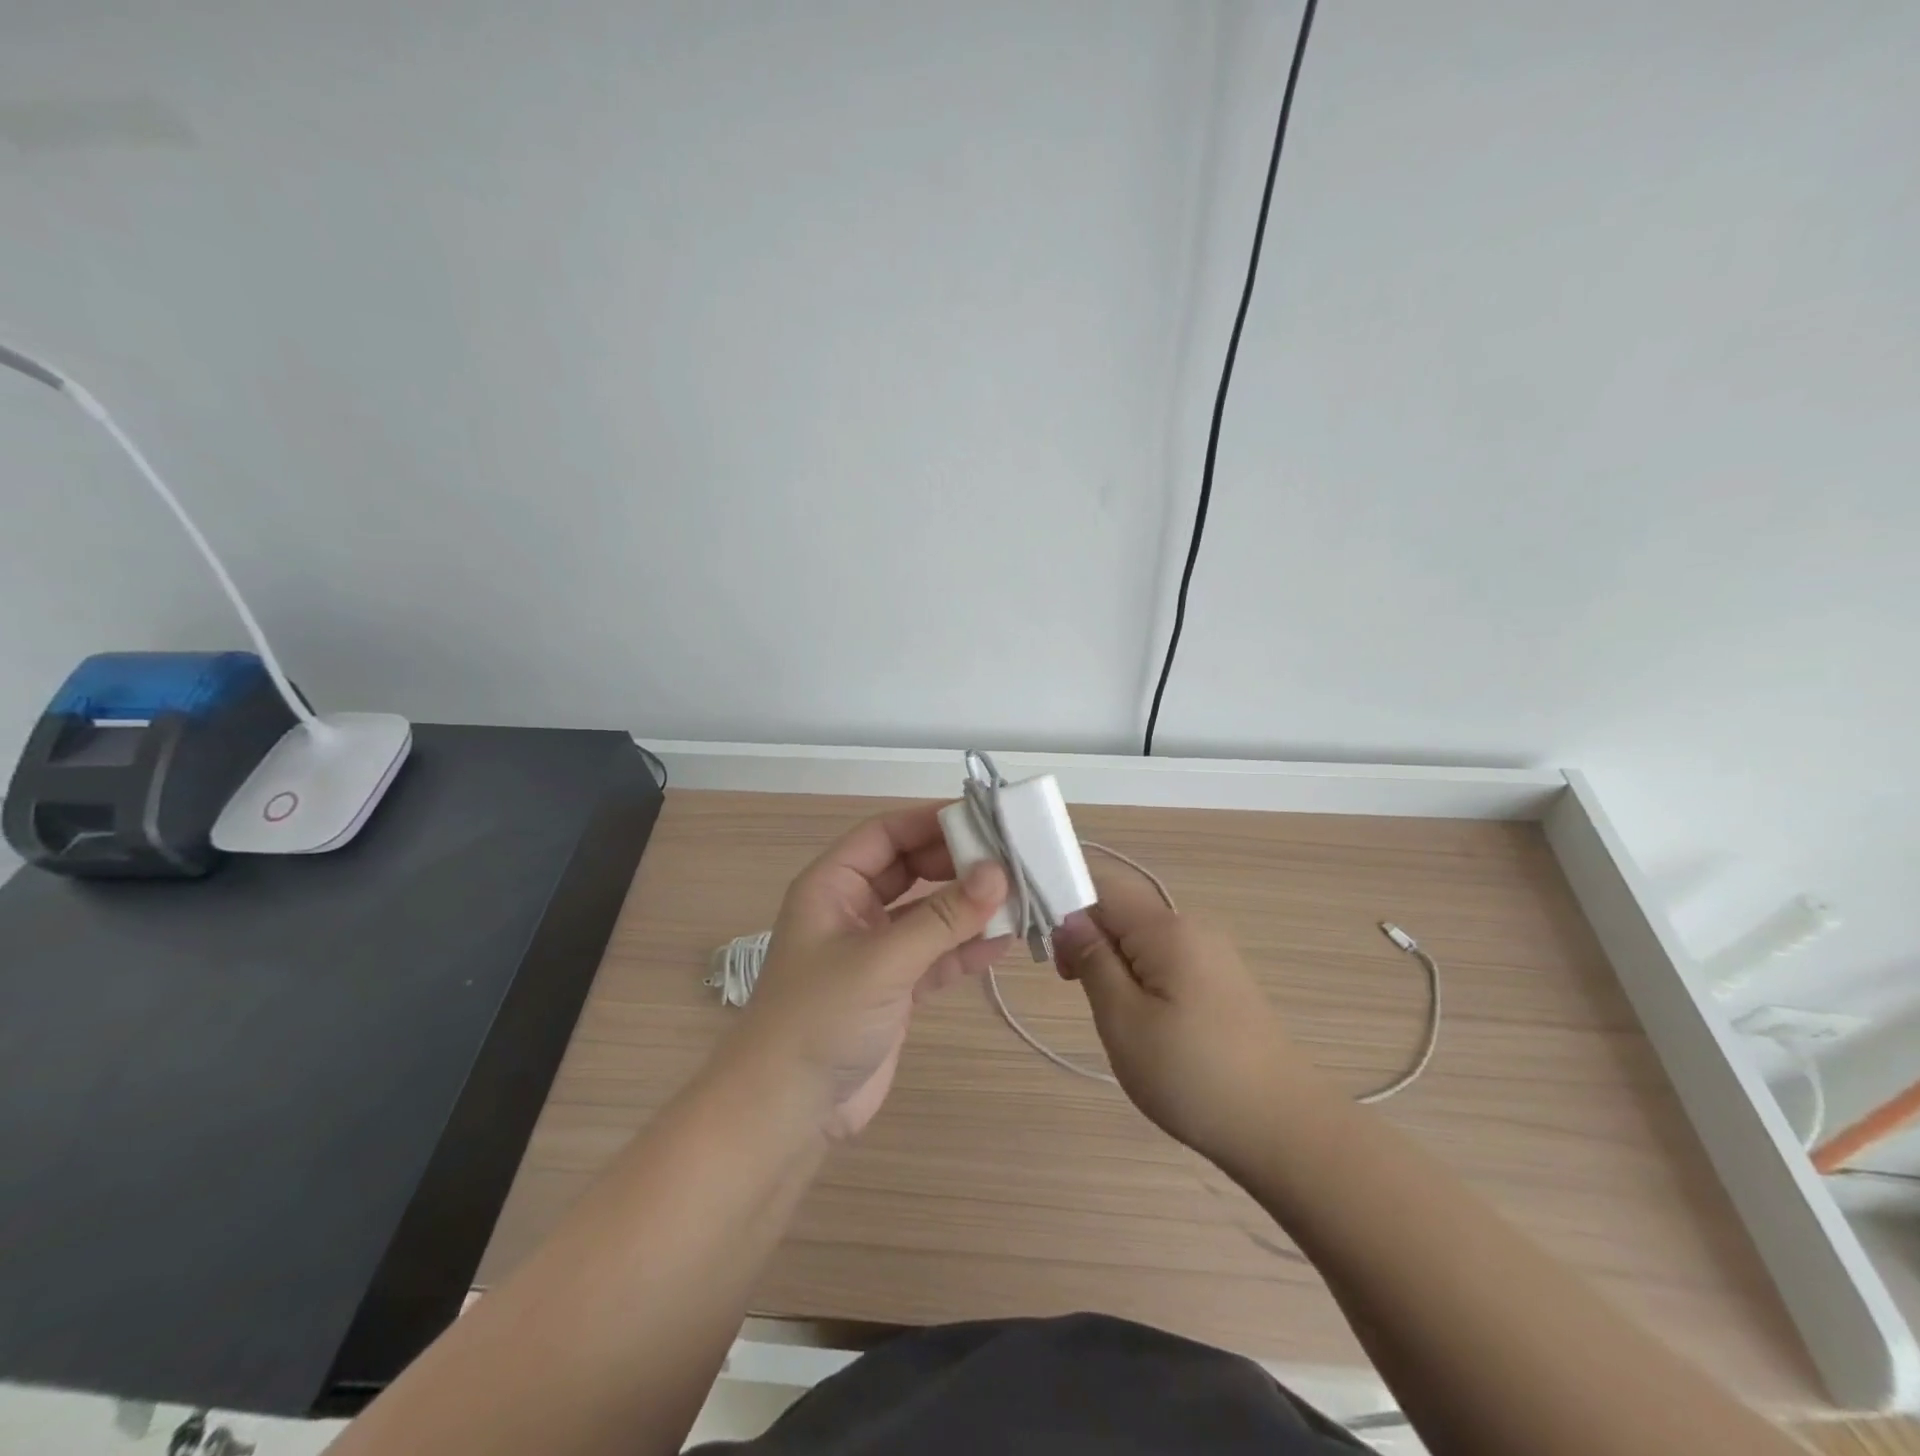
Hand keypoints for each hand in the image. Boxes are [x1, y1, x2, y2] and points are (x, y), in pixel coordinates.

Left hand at [728, 804, 1011, 1140]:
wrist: (786, 1113)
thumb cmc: (821, 1018)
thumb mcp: (883, 961)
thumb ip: (942, 918)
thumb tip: (998, 873)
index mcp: (833, 885)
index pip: (886, 834)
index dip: (931, 821)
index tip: (984, 818)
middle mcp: (853, 909)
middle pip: (911, 869)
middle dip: (957, 864)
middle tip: (1011, 860)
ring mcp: (875, 950)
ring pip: (928, 913)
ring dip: (968, 908)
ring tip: (1019, 898)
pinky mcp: (894, 988)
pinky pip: (936, 955)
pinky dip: (965, 949)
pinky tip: (1003, 944)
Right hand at [1053, 866, 1317, 1167]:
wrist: (1285, 1130)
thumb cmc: (1192, 1074)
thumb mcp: (1123, 1020)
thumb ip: (1091, 959)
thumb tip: (1068, 917)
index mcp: (1166, 928)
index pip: (1101, 884)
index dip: (1063, 899)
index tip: (1044, 946)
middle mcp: (1191, 927)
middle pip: (1121, 908)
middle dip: (1086, 934)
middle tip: (1068, 983)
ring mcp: (1211, 953)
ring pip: (1140, 937)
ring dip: (1110, 958)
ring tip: (1103, 1008)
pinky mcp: (1220, 981)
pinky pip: (1163, 958)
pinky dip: (1136, 974)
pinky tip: (1138, 1016)